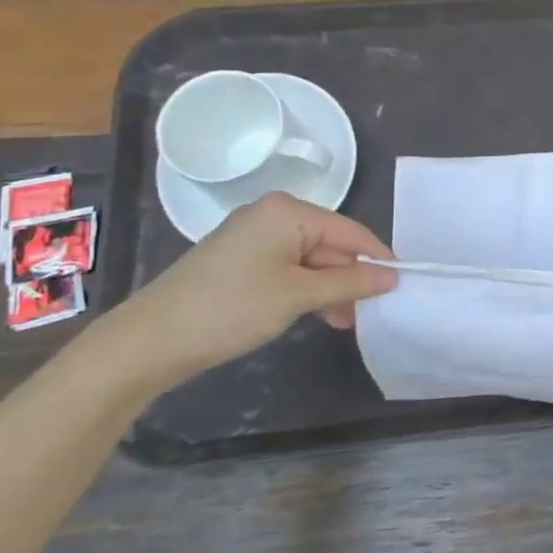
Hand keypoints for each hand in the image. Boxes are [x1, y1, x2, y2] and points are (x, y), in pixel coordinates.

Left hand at [96, 193, 396, 390]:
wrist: (150, 340)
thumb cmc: (231, 308)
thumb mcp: (298, 295)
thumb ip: (350, 282)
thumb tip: (393, 276)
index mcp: (288, 211)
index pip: (350, 231)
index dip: (378, 258)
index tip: (403, 285)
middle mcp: (272, 214)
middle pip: (331, 244)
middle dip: (351, 278)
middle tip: (371, 313)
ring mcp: (254, 237)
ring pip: (311, 260)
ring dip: (331, 289)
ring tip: (346, 322)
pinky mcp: (241, 260)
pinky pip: (289, 268)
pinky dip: (307, 290)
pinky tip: (320, 315)